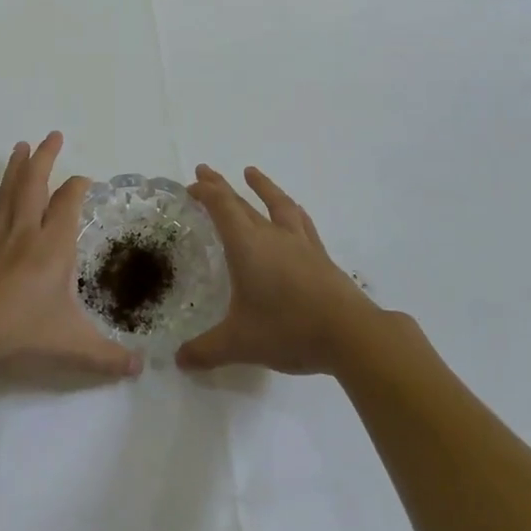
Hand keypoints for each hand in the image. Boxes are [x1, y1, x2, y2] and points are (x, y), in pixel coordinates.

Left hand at [0, 132, 142, 378]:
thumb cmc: (22, 332)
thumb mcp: (72, 345)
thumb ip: (107, 356)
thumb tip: (140, 369)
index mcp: (53, 247)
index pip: (69, 204)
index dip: (78, 187)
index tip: (85, 179)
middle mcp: (26, 233)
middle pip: (36, 184)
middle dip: (46, 158)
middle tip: (52, 136)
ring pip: (8, 193)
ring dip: (15, 168)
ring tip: (20, 145)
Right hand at [178, 165, 382, 375]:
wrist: (350, 333)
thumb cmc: (288, 329)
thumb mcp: (240, 343)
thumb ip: (207, 350)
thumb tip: (180, 360)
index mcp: (247, 246)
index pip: (222, 208)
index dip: (205, 192)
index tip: (191, 185)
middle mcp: (272, 236)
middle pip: (243, 202)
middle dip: (221, 186)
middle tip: (205, 170)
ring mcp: (300, 243)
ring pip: (277, 204)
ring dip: (262, 187)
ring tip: (252, 173)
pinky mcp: (320, 256)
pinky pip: (301, 221)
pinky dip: (291, 210)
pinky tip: (293, 212)